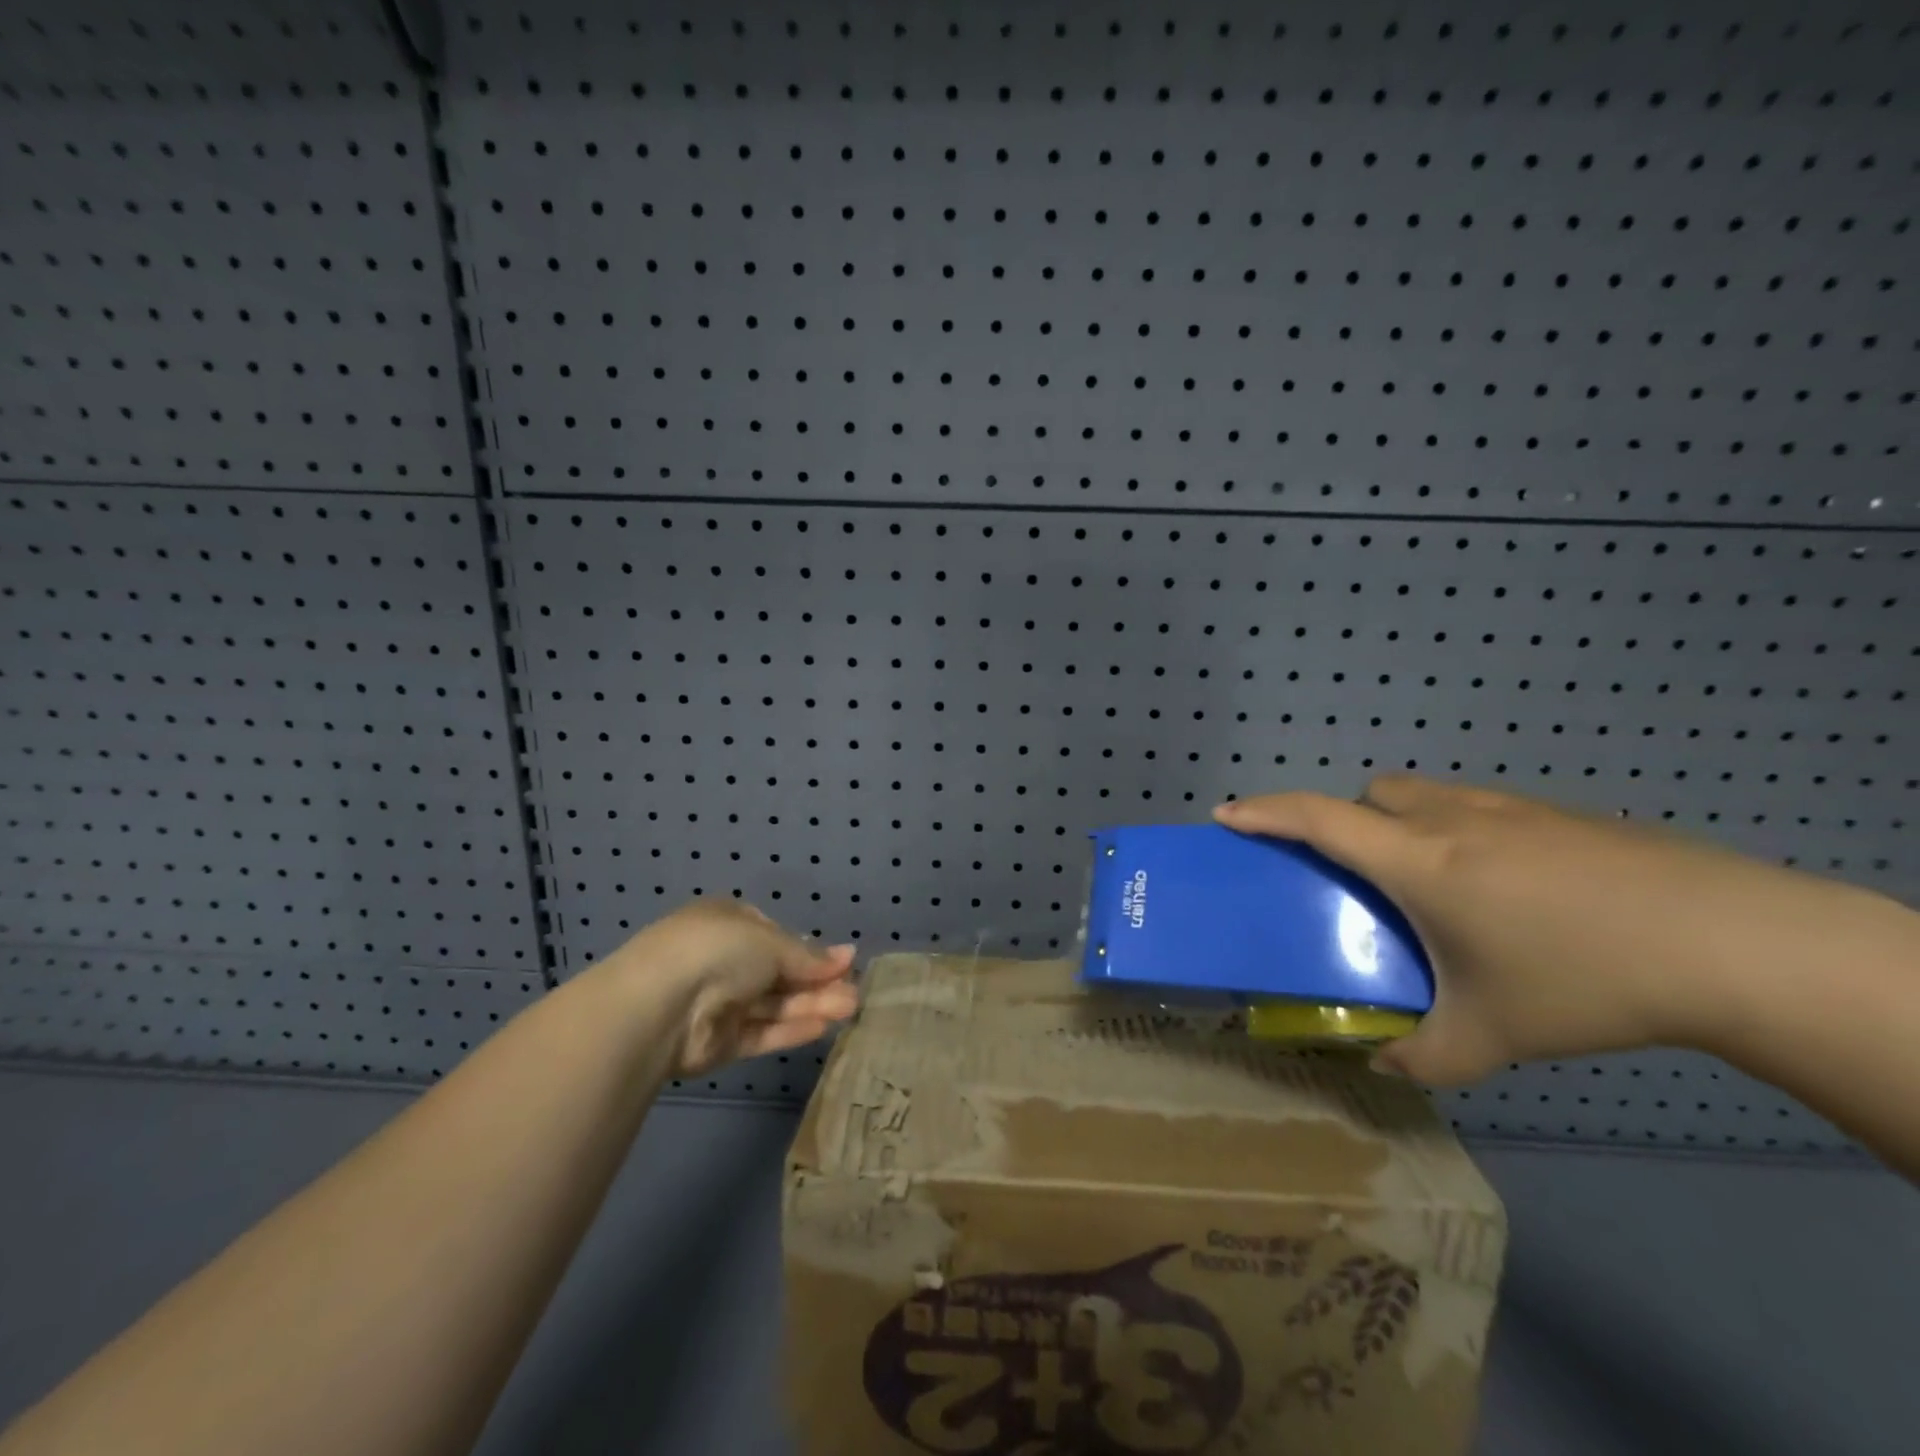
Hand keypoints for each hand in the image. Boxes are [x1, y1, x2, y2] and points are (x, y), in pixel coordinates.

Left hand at [605, 902, 858, 1075]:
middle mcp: (722, 959)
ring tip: (850, 1009)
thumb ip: (808, 957)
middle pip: (779, 972)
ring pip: (773, 1004)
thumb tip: (846, 957)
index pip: (776, 936)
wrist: (660, 1005)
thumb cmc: (718, 950)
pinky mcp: (718, 1041)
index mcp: (727, 921)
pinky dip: (790, 1028)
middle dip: (817, 981)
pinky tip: (823, 1027)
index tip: (843, 961)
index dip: (810, 950)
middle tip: (855, 990)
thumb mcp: (771, 941)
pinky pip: (760, 1032)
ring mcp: (718, 1002)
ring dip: (811, 1004)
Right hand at [1214, 775, 1860, 1085]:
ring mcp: (1506, 809)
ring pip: (1423, 793)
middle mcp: (1448, 820)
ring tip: (1433, 880)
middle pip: (1370, 793)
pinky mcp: (1556, 813)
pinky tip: (1507, 886)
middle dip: (1346, 819)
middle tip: (1360, 873)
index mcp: (1415, 861)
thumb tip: (1384, 1065)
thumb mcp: (1491, 1036)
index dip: (1264, 812)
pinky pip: (1476, 806)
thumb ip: (1424, 1056)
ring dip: (1402, 820)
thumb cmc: (1581, 979)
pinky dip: (1459, 829)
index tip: (1228, 814)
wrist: (1729, 941)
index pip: (1316, 819)